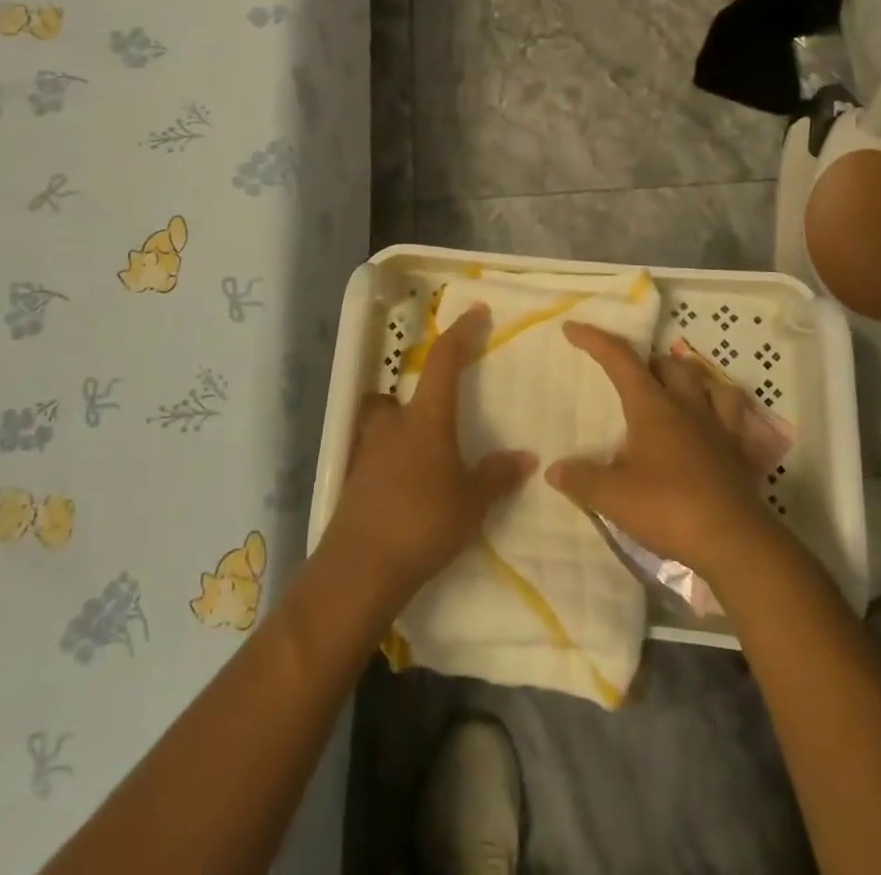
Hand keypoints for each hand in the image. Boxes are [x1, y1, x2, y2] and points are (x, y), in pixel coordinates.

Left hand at [325, 306, 536, 608]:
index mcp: (425, 418)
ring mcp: (366, 452)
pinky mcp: (353, 481)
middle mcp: (391, 425)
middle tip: (435, 417)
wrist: (360, 568)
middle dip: (412, 398)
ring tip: (421, 456)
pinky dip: (388, 463)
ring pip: (379, 425)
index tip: (476, 311)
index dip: (460, 333)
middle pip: (395, 393)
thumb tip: (527, 457)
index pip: (444, 361)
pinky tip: (405, 489)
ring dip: (396, 430)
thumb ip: (497, 476)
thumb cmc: (423, 523)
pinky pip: (373, 457)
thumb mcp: (471, 502)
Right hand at [547, 323, 774, 576]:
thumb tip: (554, 469)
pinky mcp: (739, 451)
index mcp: (653, 407)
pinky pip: (734, 415)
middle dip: (646, 361)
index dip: (595, 340)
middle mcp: (687, 406)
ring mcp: (719, 426)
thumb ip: (581, 479)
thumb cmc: (669, 509)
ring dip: (687, 378)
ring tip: (674, 389)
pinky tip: (713, 421)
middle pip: (669, 364)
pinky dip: (720, 408)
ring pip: (707, 382)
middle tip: (629, 375)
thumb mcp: (613, 497)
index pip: (620, 360)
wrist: (734, 542)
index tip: (572, 328)